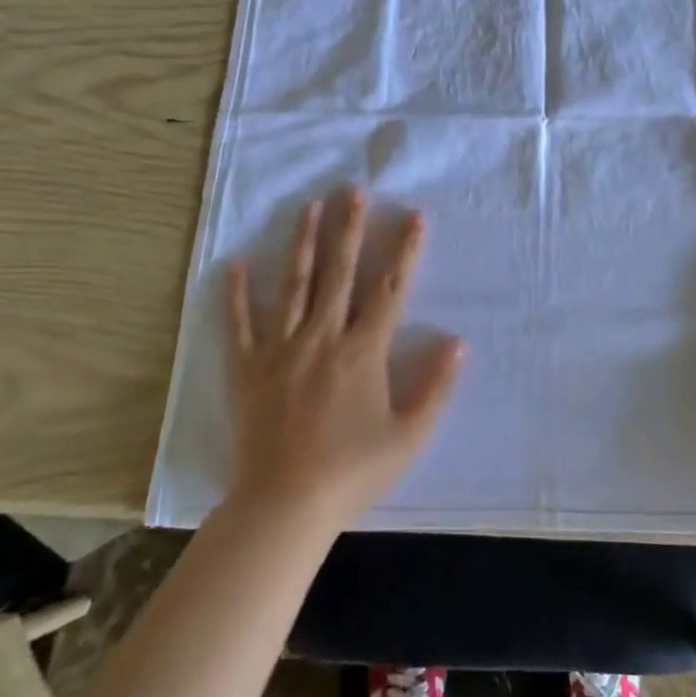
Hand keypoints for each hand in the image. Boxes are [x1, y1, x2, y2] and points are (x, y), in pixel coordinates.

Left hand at [227, 189, 463, 528]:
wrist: (284, 506)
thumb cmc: (352, 472)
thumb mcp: (409, 437)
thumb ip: (436, 387)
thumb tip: (458, 341)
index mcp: (363, 351)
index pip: (389, 289)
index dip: (404, 251)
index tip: (412, 215)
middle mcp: (323, 337)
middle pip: (339, 273)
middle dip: (348, 228)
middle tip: (352, 190)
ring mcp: (282, 349)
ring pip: (294, 285)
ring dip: (303, 244)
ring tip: (309, 208)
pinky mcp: (249, 369)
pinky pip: (241, 324)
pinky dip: (238, 294)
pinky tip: (237, 264)